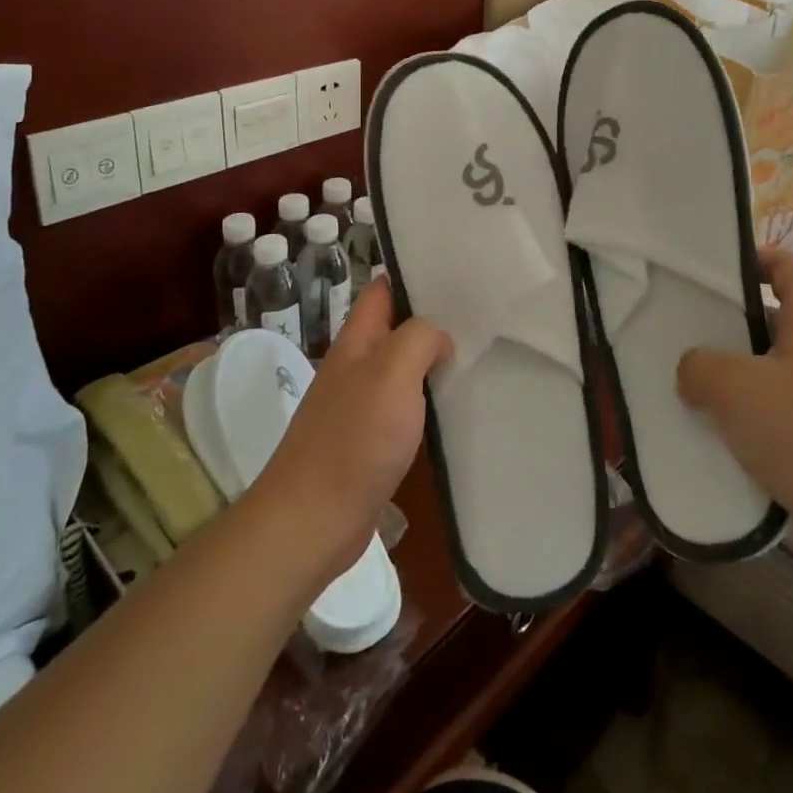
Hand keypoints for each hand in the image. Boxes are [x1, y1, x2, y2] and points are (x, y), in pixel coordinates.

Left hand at [246, 279, 451, 588]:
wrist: (312, 521)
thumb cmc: (354, 438)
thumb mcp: (392, 371)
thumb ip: (419, 338)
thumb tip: (439, 338)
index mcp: (356, 341)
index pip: (382, 290)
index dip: (413, 275)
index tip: (457, 271)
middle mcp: (356, 367)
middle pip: (395, 328)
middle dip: (432, 319)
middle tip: (481, 314)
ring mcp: (360, 406)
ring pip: (403, 369)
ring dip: (433, 362)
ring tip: (479, 354)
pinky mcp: (369, 444)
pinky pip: (404, 409)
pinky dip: (428, 403)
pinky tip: (456, 408)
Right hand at [677, 247, 792, 581]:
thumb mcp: (732, 387)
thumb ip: (698, 366)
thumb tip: (693, 372)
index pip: (786, 265)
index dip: (752, 257)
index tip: (712, 271)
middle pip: (773, 319)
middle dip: (730, 325)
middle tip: (687, 334)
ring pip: (771, 370)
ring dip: (735, 377)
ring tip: (693, 388)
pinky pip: (779, 412)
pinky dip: (749, 417)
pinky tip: (718, 434)